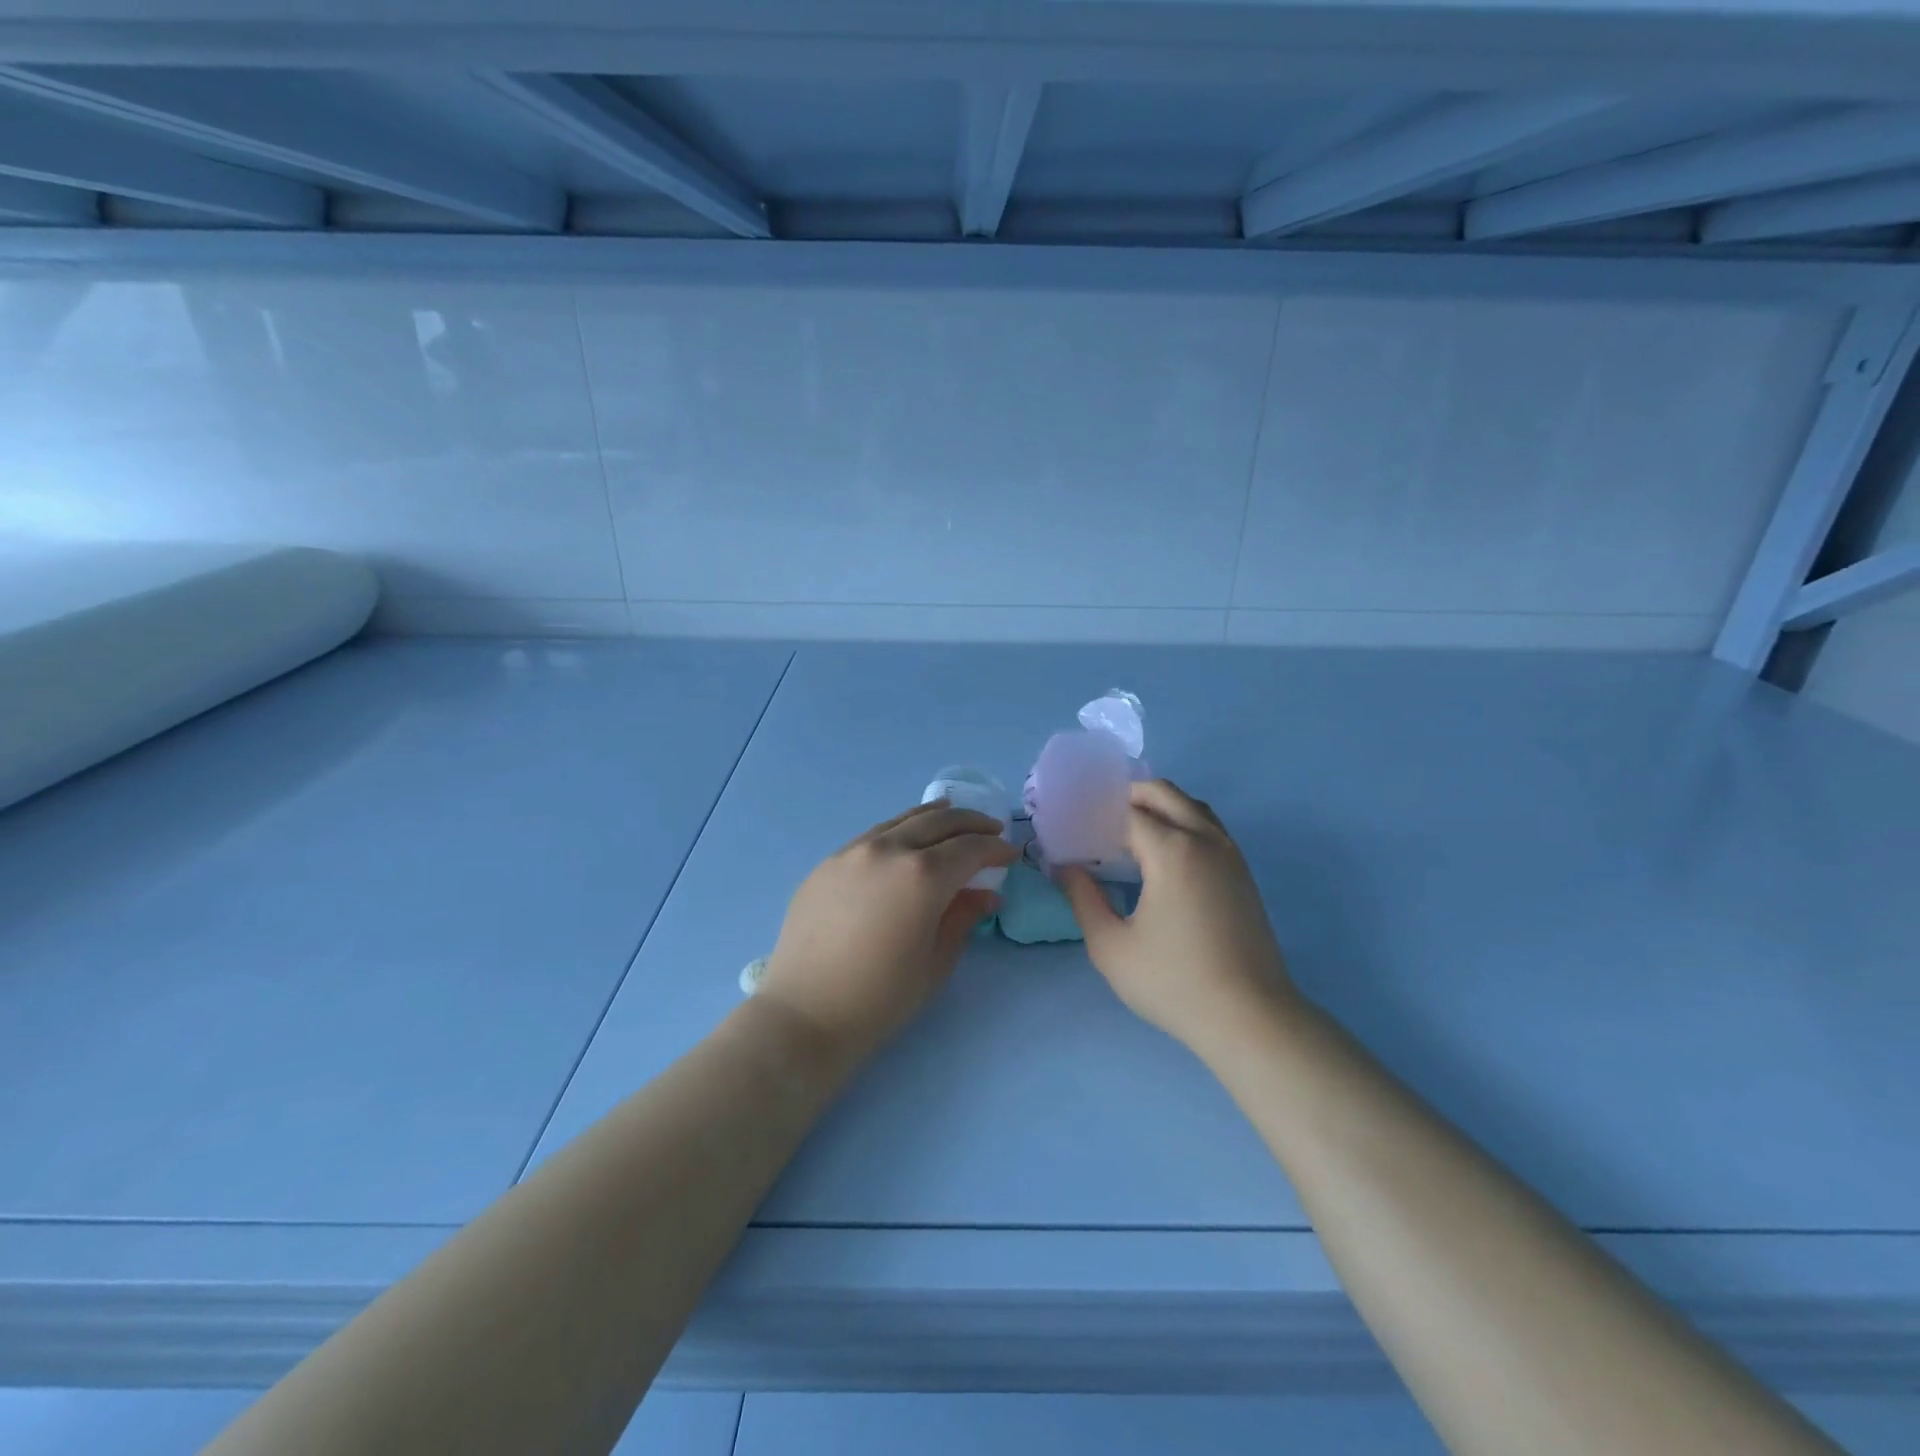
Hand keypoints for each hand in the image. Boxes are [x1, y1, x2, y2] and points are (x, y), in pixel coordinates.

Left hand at [756, 801, 1016, 1063]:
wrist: (804, 1014)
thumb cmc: (880, 998)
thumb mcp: (935, 961)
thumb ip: (963, 917)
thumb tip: (986, 895)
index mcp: (922, 876)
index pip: (970, 848)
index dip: (995, 849)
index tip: (1010, 855)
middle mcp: (889, 850)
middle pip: (939, 822)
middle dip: (971, 823)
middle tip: (991, 830)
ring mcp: (853, 851)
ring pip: (903, 820)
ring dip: (935, 817)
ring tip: (952, 817)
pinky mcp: (828, 863)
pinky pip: (873, 835)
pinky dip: (900, 829)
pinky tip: (905, 839)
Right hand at [1059, 779, 1295, 1054]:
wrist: (1249, 1018)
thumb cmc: (1173, 982)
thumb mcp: (1111, 946)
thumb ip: (1082, 899)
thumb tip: (1065, 867)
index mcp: (1172, 850)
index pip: (1127, 812)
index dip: (1096, 814)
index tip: (1072, 827)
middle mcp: (1205, 840)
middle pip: (1164, 793)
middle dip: (1129, 795)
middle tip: (1098, 819)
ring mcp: (1230, 855)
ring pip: (1192, 806)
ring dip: (1160, 806)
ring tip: (1129, 831)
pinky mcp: (1243, 875)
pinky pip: (1209, 828)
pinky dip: (1182, 822)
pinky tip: (1163, 855)